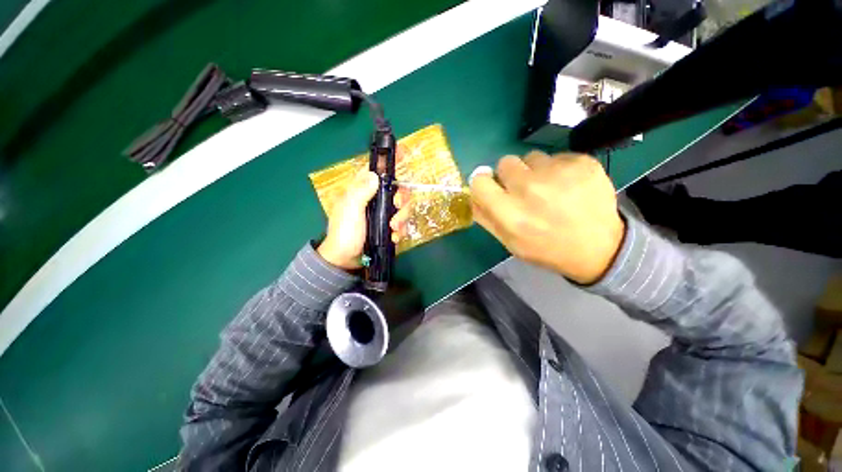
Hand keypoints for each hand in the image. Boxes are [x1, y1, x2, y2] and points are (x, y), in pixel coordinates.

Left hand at [317, 169, 410, 269]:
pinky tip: (394, 237)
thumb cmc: (345, 232)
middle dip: (402, 199)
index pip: (378, 170)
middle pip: (398, 190)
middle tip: (397, 207)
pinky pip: (402, 224)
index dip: (391, 161)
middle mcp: (376, 199)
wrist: (346, 259)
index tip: (404, 154)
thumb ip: (361, 191)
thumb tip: (375, 174)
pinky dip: (401, 230)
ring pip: (403, 207)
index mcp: (364, 190)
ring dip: (402, 218)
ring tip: (393, 229)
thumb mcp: (350, 209)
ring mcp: (384, 214)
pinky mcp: (389, 227)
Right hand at [470, 151, 624, 284]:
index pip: (480, 181)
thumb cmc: (547, 249)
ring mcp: (558, 173)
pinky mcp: (582, 162)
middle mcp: (530, 189)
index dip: (484, 183)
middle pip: (504, 162)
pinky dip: (558, 169)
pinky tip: (569, 187)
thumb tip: (472, 196)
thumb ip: (487, 218)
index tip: (493, 188)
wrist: (600, 248)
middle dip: (510, 175)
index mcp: (510, 213)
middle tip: (524, 191)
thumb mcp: (510, 243)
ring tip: (549, 190)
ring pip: (531, 157)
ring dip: (535, 171)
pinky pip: (556, 156)